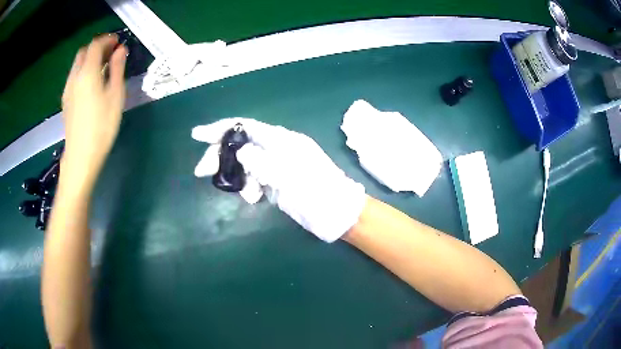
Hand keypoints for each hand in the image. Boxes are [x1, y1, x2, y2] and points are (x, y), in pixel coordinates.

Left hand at [61, 35, 126, 187]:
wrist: (81, 156)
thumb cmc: (102, 126)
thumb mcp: (115, 95)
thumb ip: (117, 69)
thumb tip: (120, 50)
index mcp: (88, 72)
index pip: (96, 45)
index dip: (107, 40)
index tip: (118, 42)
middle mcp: (75, 76)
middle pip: (84, 51)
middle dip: (97, 47)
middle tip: (110, 53)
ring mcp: (68, 89)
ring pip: (77, 64)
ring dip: (89, 59)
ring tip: (102, 68)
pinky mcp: (66, 101)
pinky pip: (74, 77)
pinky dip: (83, 71)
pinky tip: (91, 83)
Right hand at [192, 118, 366, 241]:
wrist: (336, 214)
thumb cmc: (317, 192)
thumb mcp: (288, 174)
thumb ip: (261, 160)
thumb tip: (241, 152)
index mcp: (281, 140)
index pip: (244, 127)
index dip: (219, 129)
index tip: (197, 135)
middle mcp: (276, 149)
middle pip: (240, 145)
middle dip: (220, 156)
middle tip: (201, 171)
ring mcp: (276, 167)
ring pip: (245, 164)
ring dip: (238, 177)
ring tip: (248, 195)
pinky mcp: (275, 183)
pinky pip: (254, 180)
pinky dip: (249, 188)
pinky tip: (254, 198)